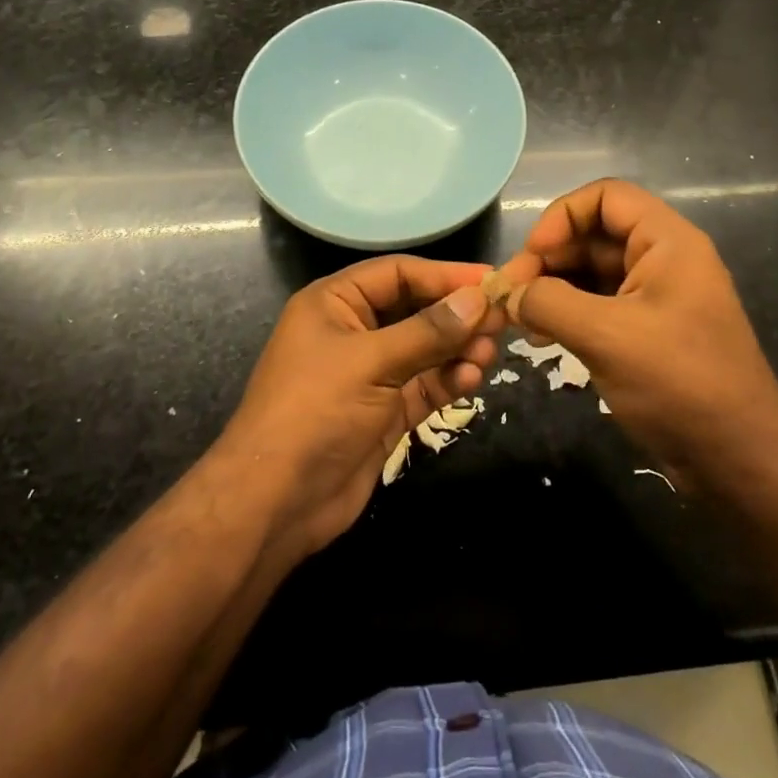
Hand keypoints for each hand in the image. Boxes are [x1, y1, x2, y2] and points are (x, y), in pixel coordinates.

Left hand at [215, 257, 502, 561]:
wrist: (275, 503)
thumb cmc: (315, 411)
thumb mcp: (371, 362)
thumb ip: (428, 330)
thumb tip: (479, 298)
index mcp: (335, 303)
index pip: (398, 274)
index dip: (444, 276)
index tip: (492, 281)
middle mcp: (353, 331)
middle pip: (415, 309)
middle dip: (456, 315)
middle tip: (502, 319)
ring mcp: (369, 374)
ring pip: (425, 349)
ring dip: (457, 349)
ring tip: (488, 354)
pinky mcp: (384, 411)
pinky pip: (424, 385)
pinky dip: (448, 380)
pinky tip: (470, 379)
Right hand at [496, 178, 777, 485]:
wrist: (739, 461)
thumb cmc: (679, 383)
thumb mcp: (606, 336)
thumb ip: (549, 303)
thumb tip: (510, 294)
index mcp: (667, 242)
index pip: (605, 197)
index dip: (562, 217)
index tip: (533, 256)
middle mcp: (662, 259)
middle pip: (593, 234)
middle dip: (548, 258)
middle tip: (511, 295)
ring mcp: (656, 297)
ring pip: (592, 272)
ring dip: (553, 288)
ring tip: (520, 320)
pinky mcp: (648, 332)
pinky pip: (599, 305)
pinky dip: (567, 314)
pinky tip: (542, 338)